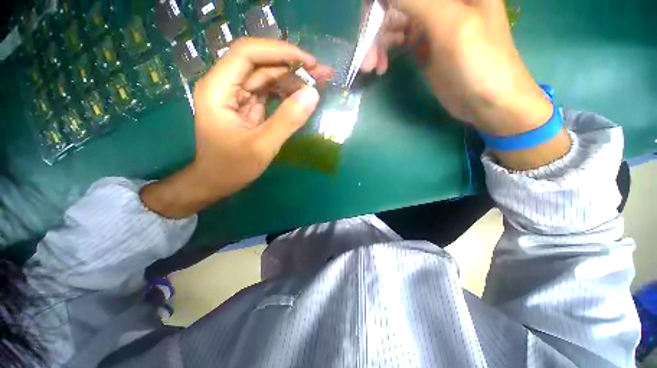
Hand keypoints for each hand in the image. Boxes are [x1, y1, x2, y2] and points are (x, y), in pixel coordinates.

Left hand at [141, 38, 332, 217]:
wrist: (216, 181)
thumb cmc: (232, 167)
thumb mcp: (262, 146)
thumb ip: (287, 120)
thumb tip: (313, 94)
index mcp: (218, 89)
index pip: (248, 54)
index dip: (280, 52)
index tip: (309, 63)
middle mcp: (224, 85)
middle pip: (260, 63)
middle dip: (292, 65)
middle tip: (321, 74)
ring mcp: (236, 95)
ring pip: (266, 76)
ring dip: (292, 78)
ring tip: (317, 84)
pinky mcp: (246, 105)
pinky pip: (268, 91)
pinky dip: (286, 92)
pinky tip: (301, 97)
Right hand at [366, 0, 570, 168]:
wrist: (488, 101)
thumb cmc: (479, 61)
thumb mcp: (450, 23)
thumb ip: (416, 1)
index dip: (379, 1)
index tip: (368, 23)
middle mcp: (439, 0)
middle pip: (393, 3)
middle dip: (374, 25)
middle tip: (367, 58)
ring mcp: (429, 21)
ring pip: (390, 21)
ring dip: (376, 43)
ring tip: (371, 67)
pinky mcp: (422, 44)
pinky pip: (395, 39)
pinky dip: (384, 51)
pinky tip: (380, 67)